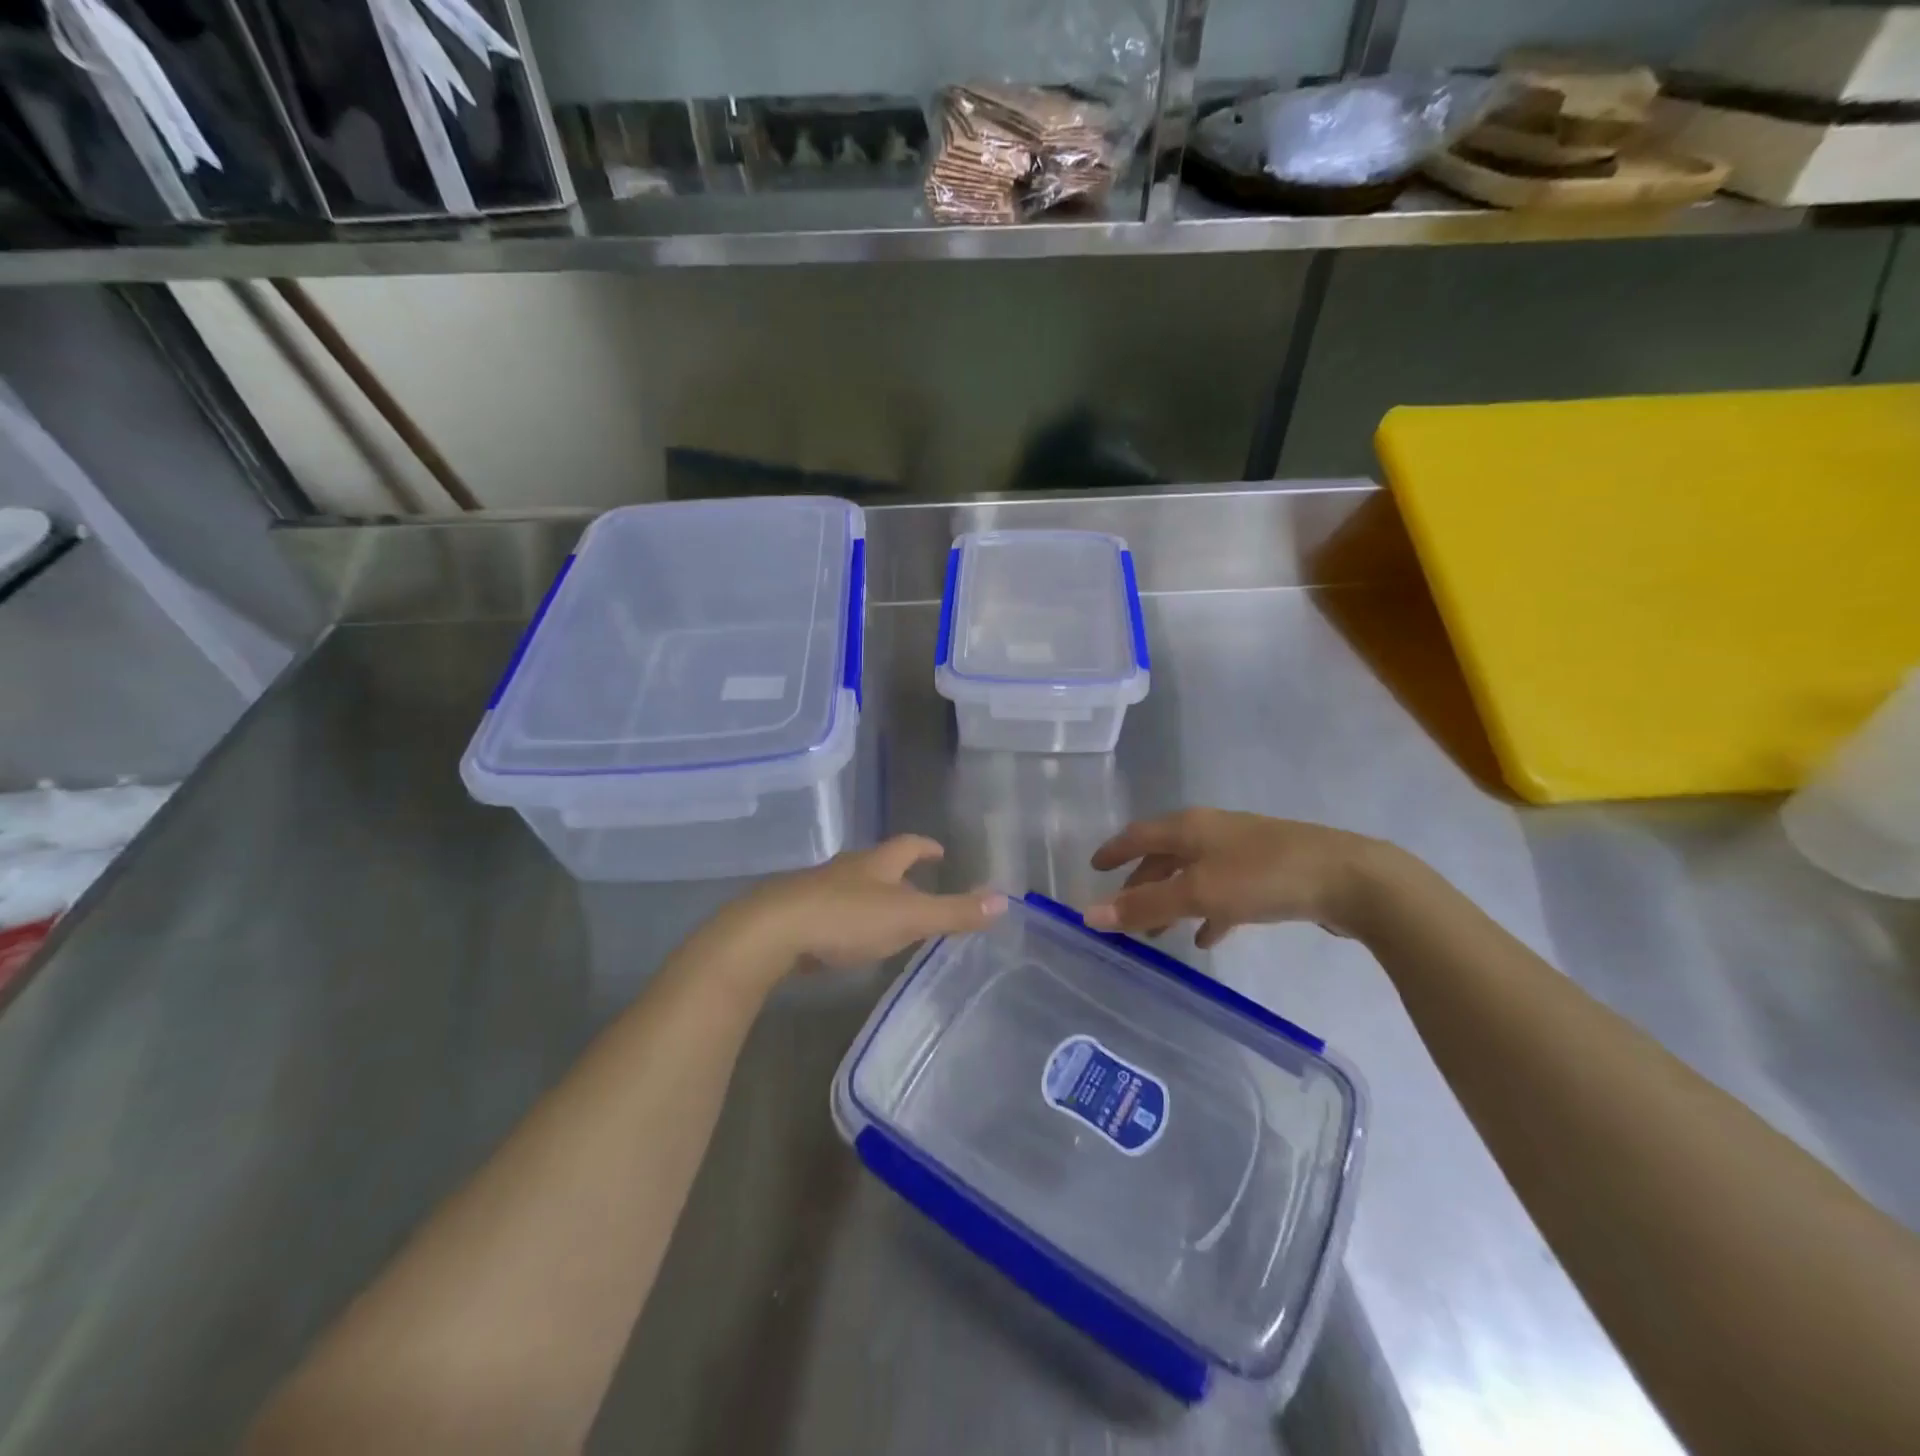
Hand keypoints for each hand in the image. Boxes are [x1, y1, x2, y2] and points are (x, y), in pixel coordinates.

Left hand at [727, 836, 1007, 972]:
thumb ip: (954, 912)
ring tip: (886, 914)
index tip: (939, 851)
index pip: (908, 845)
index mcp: (877, 863)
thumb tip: (1004, 900)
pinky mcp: (795, 912)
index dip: (926, 847)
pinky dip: (845, 918)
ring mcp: (817, 889)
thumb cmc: (846, 918)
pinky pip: (828, 909)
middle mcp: (847, 868)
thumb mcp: (908, 917)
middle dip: (899, 872)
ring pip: (852, 885)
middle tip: (918, 886)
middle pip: (878, 863)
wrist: (771, 932)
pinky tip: (846, 938)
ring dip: (871, 895)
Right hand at [1085, 809, 1389, 946]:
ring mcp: (1242, 850)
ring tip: (1160, 934)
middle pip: (1164, 856)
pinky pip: (1224, 890)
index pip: (1137, 835)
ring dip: (1173, 901)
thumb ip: (1144, 905)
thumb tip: (1088, 915)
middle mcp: (1211, 831)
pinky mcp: (1268, 872)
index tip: (1093, 869)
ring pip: (1193, 875)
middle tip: (1125, 914)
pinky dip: (1208, 910)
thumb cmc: (1262, 877)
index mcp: (1189, 827)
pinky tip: (1209, 936)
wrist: (1348, 878)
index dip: (1114, 852)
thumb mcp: (1197, 893)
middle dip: (1142, 885)